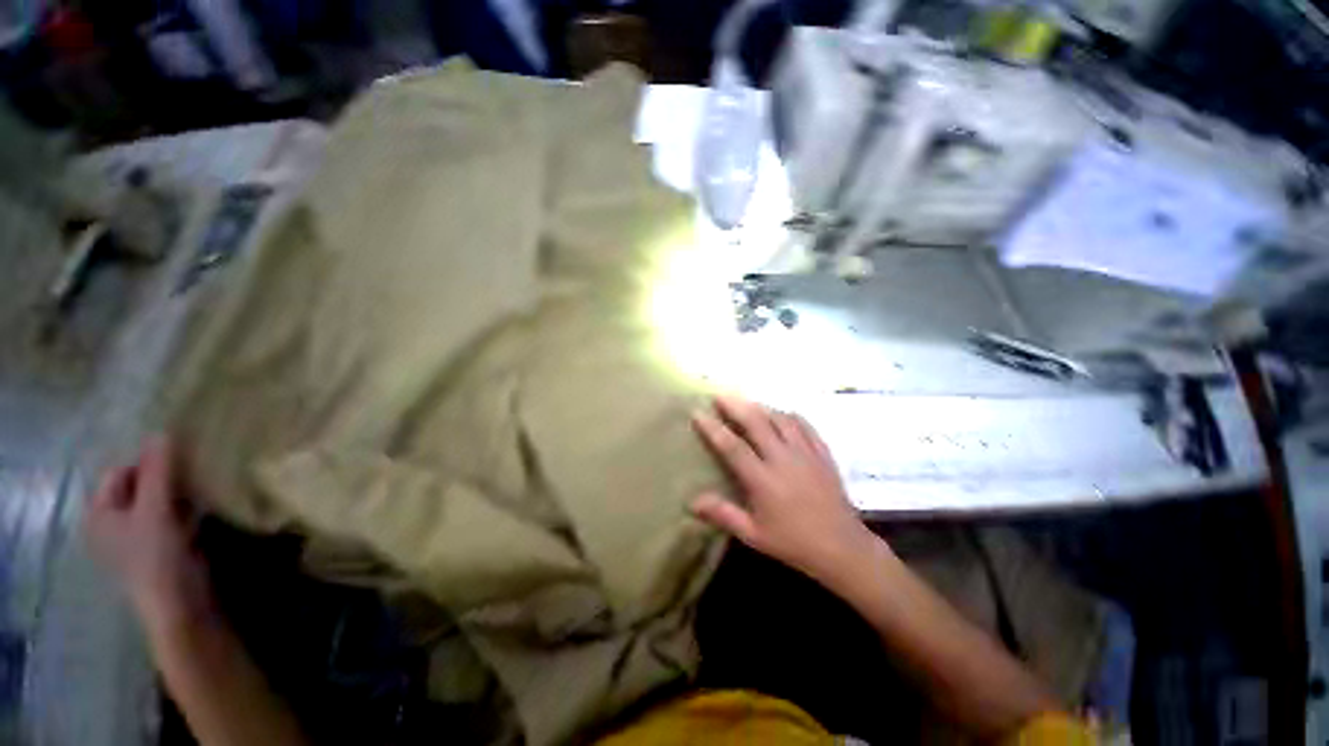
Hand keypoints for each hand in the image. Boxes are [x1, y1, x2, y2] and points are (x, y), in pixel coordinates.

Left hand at [85, 438, 214, 631]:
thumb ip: (158, 472)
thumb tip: (162, 433)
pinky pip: (170, 518)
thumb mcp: (155, 510)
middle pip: (138, 487)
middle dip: (165, 478)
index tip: (180, 459)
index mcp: (99, 514)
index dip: (147, 463)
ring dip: (177, 493)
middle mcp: (112, 524)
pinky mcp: (161, 548)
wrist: (180, 605)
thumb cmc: (156, 556)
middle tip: (193, 471)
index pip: (120, 473)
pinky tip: (204, 508)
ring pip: (157, 503)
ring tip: (202, 486)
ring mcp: (137, 539)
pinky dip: (184, 509)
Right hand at [691, 395, 879, 583]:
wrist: (842, 547)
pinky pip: (804, 425)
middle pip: (756, 422)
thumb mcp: (754, 535)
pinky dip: (789, 416)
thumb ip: (723, 515)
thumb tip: (691, 502)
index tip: (698, 413)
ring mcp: (805, 453)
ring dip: (761, 407)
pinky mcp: (822, 453)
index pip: (732, 446)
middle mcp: (783, 459)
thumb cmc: (794, 543)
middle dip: (735, 405)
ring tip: (747, 403)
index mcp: (763, 480)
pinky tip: (782, 414)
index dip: (713, 428)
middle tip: (720, 394)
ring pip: (780, 419)